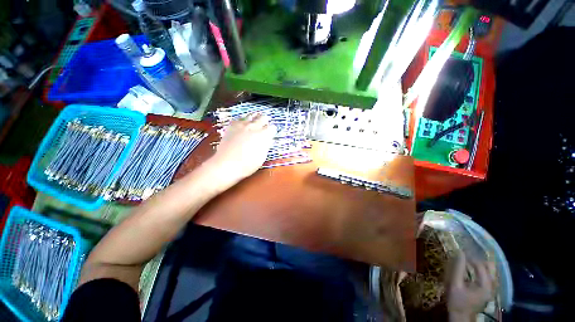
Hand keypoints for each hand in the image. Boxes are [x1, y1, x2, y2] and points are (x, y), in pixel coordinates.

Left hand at [204, 113, 275, 190]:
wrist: (227, 164)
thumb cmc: (247, 164)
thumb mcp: (262, 157)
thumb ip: (266, 146)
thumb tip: (268, 140)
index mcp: (263, 135)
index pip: (272, 128)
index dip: (273, 130)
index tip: (272, 132)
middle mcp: (254, 127)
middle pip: (262, 118)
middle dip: (266, 120)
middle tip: (266, 123)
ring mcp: (242, 125)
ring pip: (251, 115)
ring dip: (255, 117)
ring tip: (256, 118)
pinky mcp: (232, 126)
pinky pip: (239, 118)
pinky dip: (243, 119)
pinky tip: (243, 122)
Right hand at [447, 253, 494, 321]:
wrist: (460, 314)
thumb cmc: (456, 299)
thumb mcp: (455, 284)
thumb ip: (458, 268)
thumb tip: (460, 252)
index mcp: (485, 285)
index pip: (481, 265)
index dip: (470, 257)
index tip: (459, 253)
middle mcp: (492, 285)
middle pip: (490, 266)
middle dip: (478, 259)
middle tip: (465, 258)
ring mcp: (492, 287)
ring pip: (491, 269)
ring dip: (480, 264)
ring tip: (468, 262)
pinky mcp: (489, 289)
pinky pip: (488, 274)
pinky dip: (481, 269)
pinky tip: (472, 269)